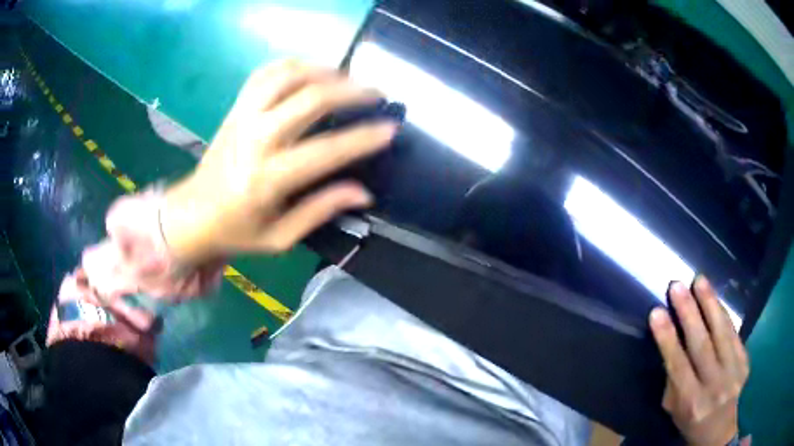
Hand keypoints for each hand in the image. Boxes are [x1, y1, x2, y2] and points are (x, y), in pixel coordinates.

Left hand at [160, 60, 397, 262]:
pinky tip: (310, 71)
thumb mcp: (280, 237)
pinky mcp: (235, 109)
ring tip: (347, 78)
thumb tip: (363, 193)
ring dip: (323, 71)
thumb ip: (321, 210)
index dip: (363, 138)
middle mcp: (256, 139)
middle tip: (377, 94)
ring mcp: (243, 117)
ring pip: (287, 76)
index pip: (326, 151)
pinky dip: (292, 65)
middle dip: (351, 91)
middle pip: (310, 99)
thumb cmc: (237, 231)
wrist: (192, 215)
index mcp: (268, 179)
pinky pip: (265, 73)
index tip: (391, 128)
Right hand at [649, 276, 749, 445]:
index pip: (678, 367)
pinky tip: (716, 299)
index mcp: (692, 403)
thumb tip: (672, 344)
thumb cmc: (691, 421)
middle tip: (677, 286)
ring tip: (700, 281)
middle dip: (689, 313)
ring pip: (722, 333)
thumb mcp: (674, 410)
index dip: (668, 339)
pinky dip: (724, 314)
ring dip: (711, 304)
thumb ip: (674, 380)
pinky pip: (734, 333)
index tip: (657, 312)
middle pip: (702, 345)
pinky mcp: (745, 361)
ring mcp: (734, 372)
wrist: (720, 431)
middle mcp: (715, 387)